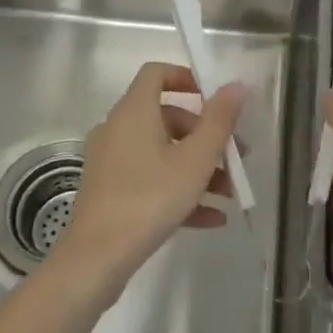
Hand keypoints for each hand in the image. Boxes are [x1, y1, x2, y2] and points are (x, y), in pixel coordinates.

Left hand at [51, 62, 244, 299]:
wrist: (96, 259)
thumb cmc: (149, 198)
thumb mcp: (195, 160)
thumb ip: (219, 121)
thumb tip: (236, 85)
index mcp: (134, 111)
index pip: (156, 73)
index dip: (186, 78)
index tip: (213, 98)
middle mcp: (118, 128)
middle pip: (166, 117)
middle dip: (205, 135)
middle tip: (235, 156)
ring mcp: (111, 161)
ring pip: (162, 153)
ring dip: (197, 167)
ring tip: (230, 193)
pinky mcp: (110, 191)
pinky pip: (150, 179)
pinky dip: (178, 190)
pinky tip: (211, 218)